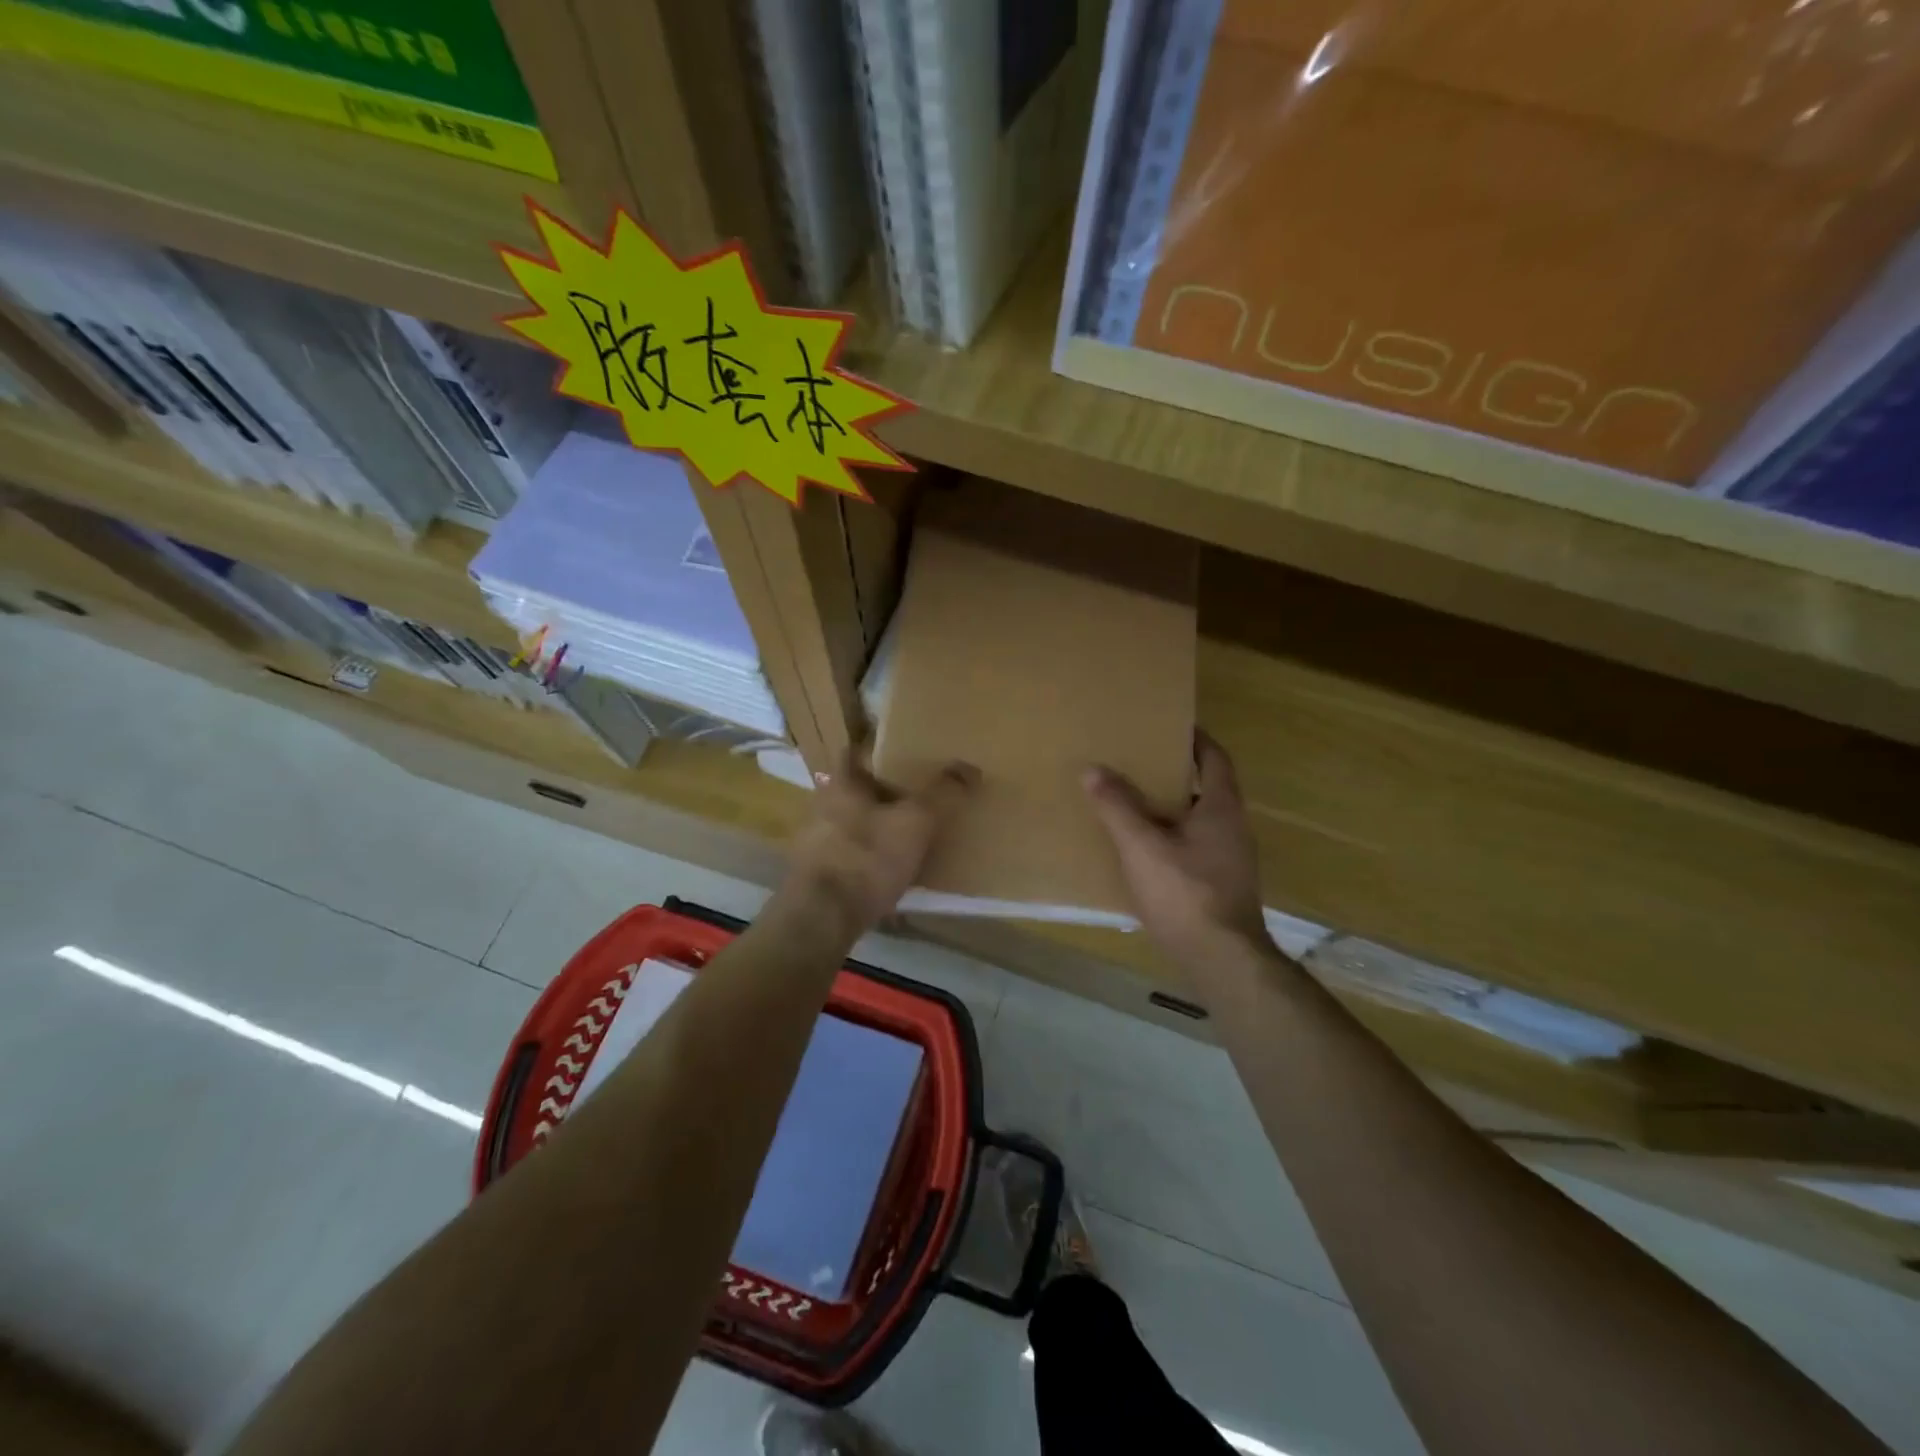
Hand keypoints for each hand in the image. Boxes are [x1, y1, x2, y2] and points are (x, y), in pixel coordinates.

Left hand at [781, 743, 977, 938]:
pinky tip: (892, 872)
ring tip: (909, 834)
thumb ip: (942, 793)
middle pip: (855, 789)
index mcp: (841, 784)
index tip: (902, 750)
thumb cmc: (866, 858)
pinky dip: (870, 858)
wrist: (822, 919)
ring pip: (852, 823)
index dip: (876, 747)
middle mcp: (822, 807)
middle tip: (916, 793)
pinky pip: (851, 856)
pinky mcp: (818, 876)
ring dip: (876, 827)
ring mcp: (815, 843)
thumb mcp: (915, 822)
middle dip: (882, 791)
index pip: (854, 751)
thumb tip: (969, 767)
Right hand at [1084, 731, 1270, 964]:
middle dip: (1177, 774)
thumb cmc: (1185, 893)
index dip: (1196, 739)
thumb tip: (1093, 769)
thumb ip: (1117, 807)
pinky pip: (1196, 848)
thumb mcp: (1142, 846)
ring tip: (1135, 804)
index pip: (1215, 758)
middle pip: (1208, 789)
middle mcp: (1234, 828)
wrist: (1222, 960)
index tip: (1170, 726)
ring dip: (1173, 809)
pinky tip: (1145, 852)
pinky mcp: (1222, 886)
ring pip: (1200, 821)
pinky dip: (1173, 839)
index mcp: (1222, 808)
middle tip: (1141, 763)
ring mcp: (1232, 860)